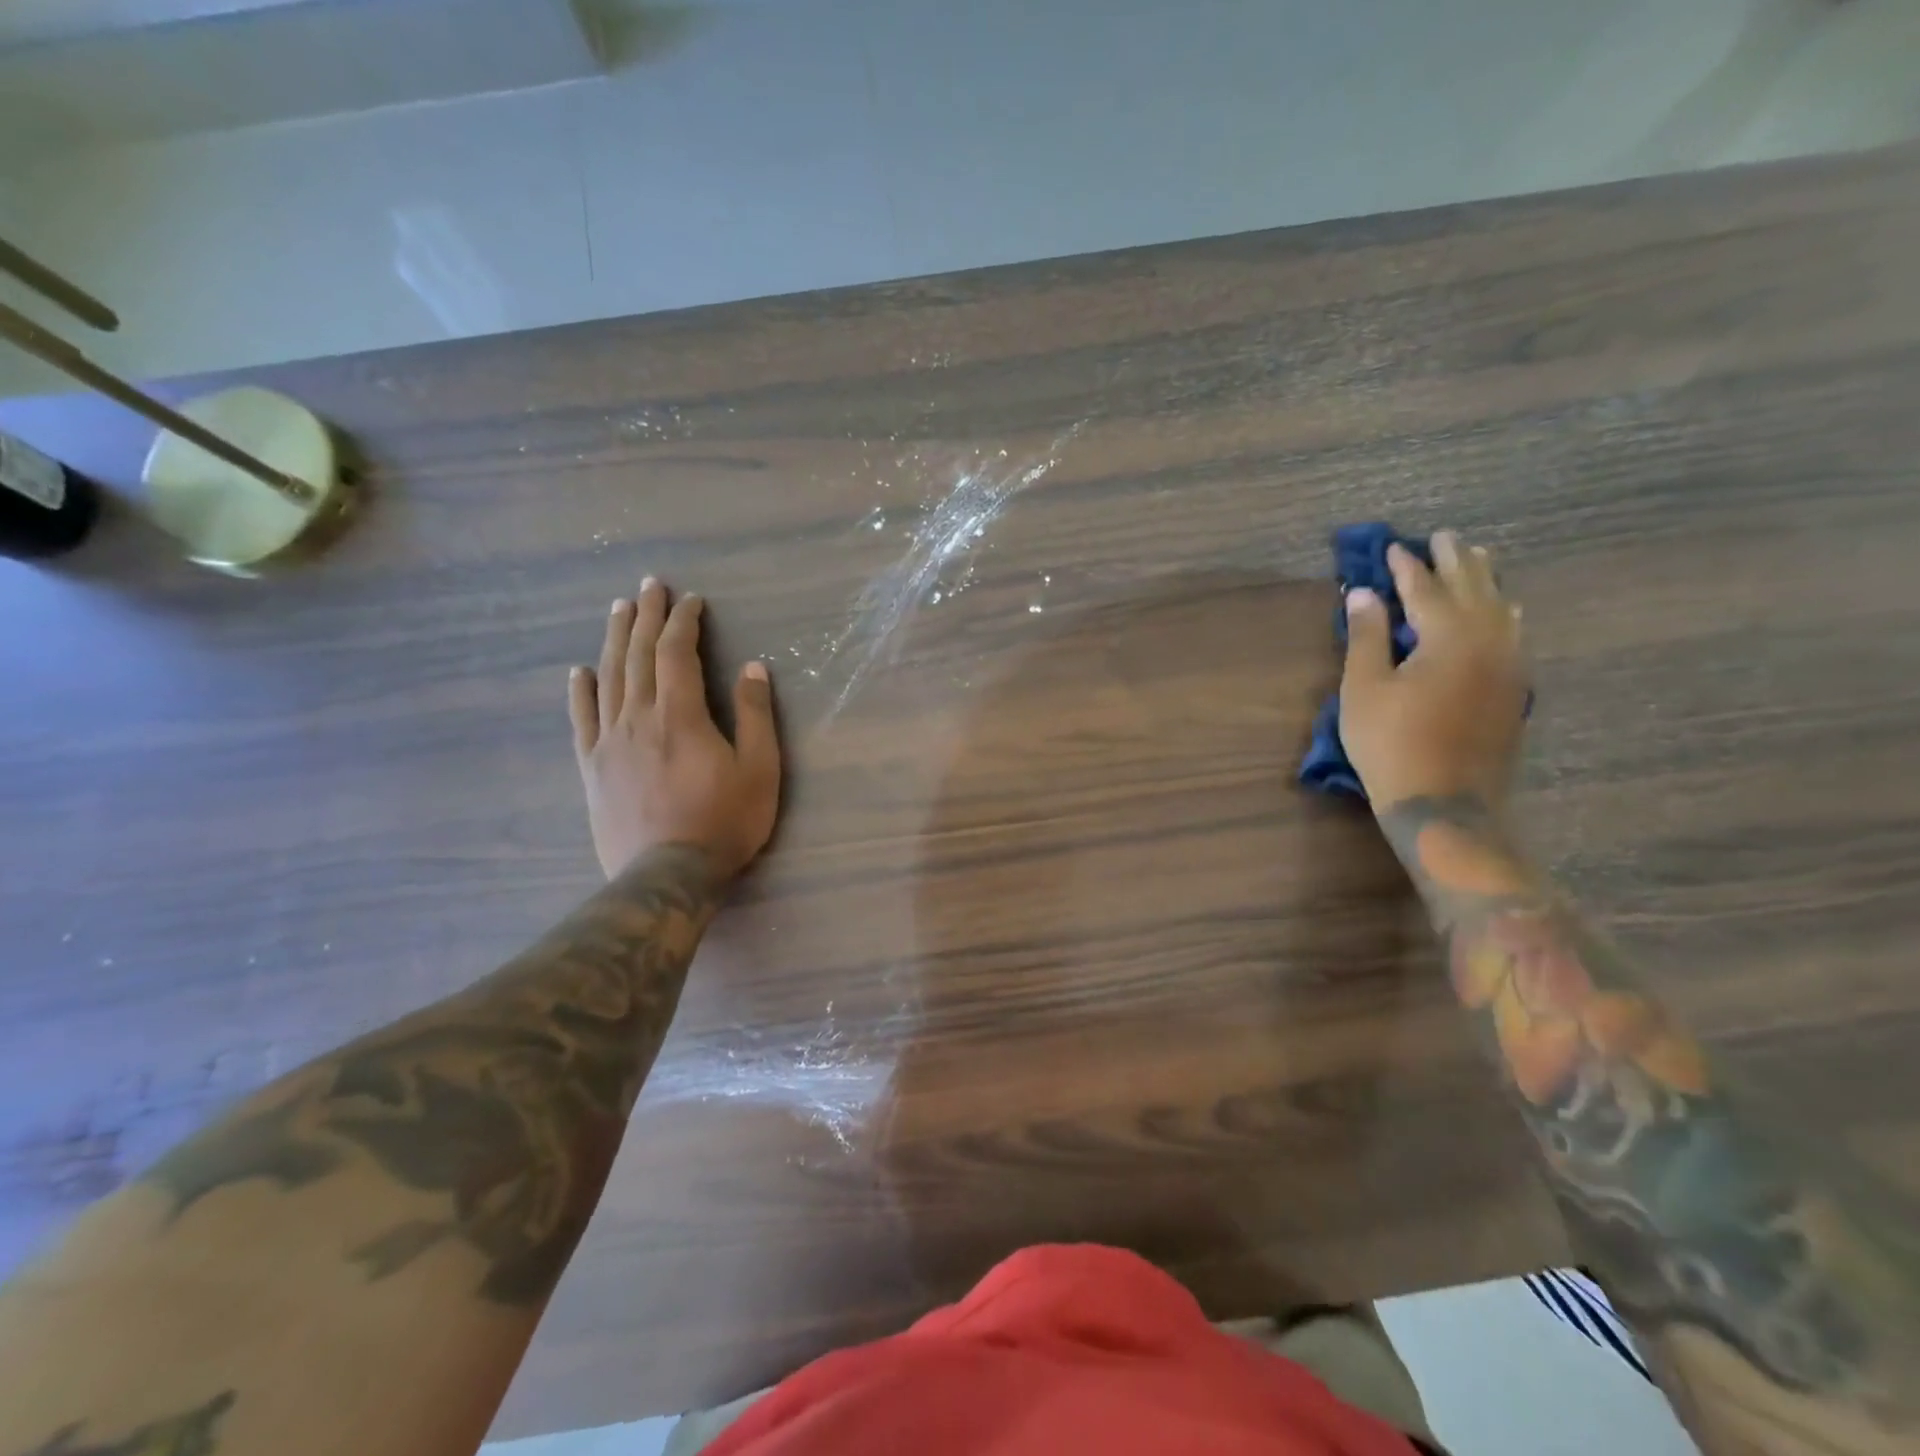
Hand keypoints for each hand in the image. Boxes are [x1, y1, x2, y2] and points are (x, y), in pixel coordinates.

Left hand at [568, 579, 781, 880]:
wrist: (667, 875)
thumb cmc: (723, 823)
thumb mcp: (760, 770)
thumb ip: (755, 715)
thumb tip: (752, 667)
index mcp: (681, 715)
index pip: (677, 653)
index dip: (684, 621)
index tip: (691, 600)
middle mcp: (639, 718)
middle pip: (638, 655)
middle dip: (646, 616)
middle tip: (649, 586)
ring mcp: (609, 742)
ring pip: (609, 678)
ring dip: (614, 639)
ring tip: (618, 610)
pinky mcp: (592, 768)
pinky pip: (582, 720)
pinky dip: (580, 691)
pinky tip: (579, 671)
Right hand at [1339, 530, 1528, 812]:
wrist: (1444, 802)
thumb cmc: (1391, 744)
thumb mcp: (1364, 689)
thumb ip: (1366, 636)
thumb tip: (1362, 593)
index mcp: (1449, 636)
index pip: (1425, 588)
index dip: (1406, 566)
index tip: (1392, 547)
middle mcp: (1489, 640)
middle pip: (1473, 588)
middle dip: (1455, 561)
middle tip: (1444, 536)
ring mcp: (1510, 665)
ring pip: (1501, 608)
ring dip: (1485, 580)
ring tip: (1477, 558)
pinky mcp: (1516, 688)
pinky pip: (1514, 632)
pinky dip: (1502, 611)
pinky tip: (1503, 610)